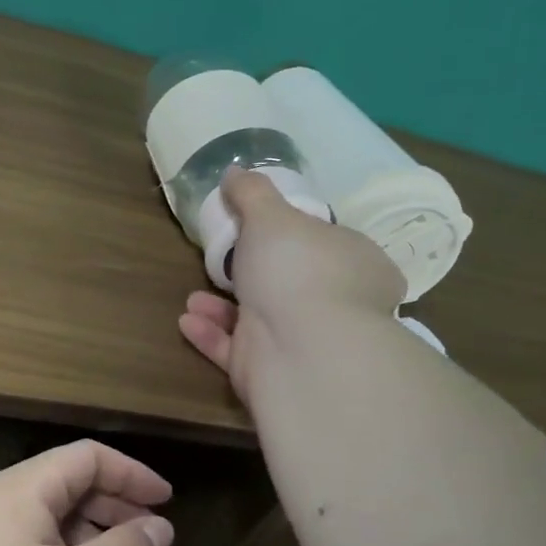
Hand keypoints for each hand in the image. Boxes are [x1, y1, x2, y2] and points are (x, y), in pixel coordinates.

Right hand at [179, 168, 405, 399]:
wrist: (301, 352)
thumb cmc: (297, 270)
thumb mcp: (270, 216)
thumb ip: (251, 193)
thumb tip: (235, 172)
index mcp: (358, 264)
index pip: (332, 246)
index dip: (300, 237)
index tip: (265, 232)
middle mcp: (340, 306)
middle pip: (294, 285)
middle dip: (253, 275)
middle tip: (224, 263)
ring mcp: (309, 343)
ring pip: (262, 321)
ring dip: (223, 308)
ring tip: (194, 296)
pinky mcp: (277, 373)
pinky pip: (240, 351)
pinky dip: (213, 336)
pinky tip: (187, 321)